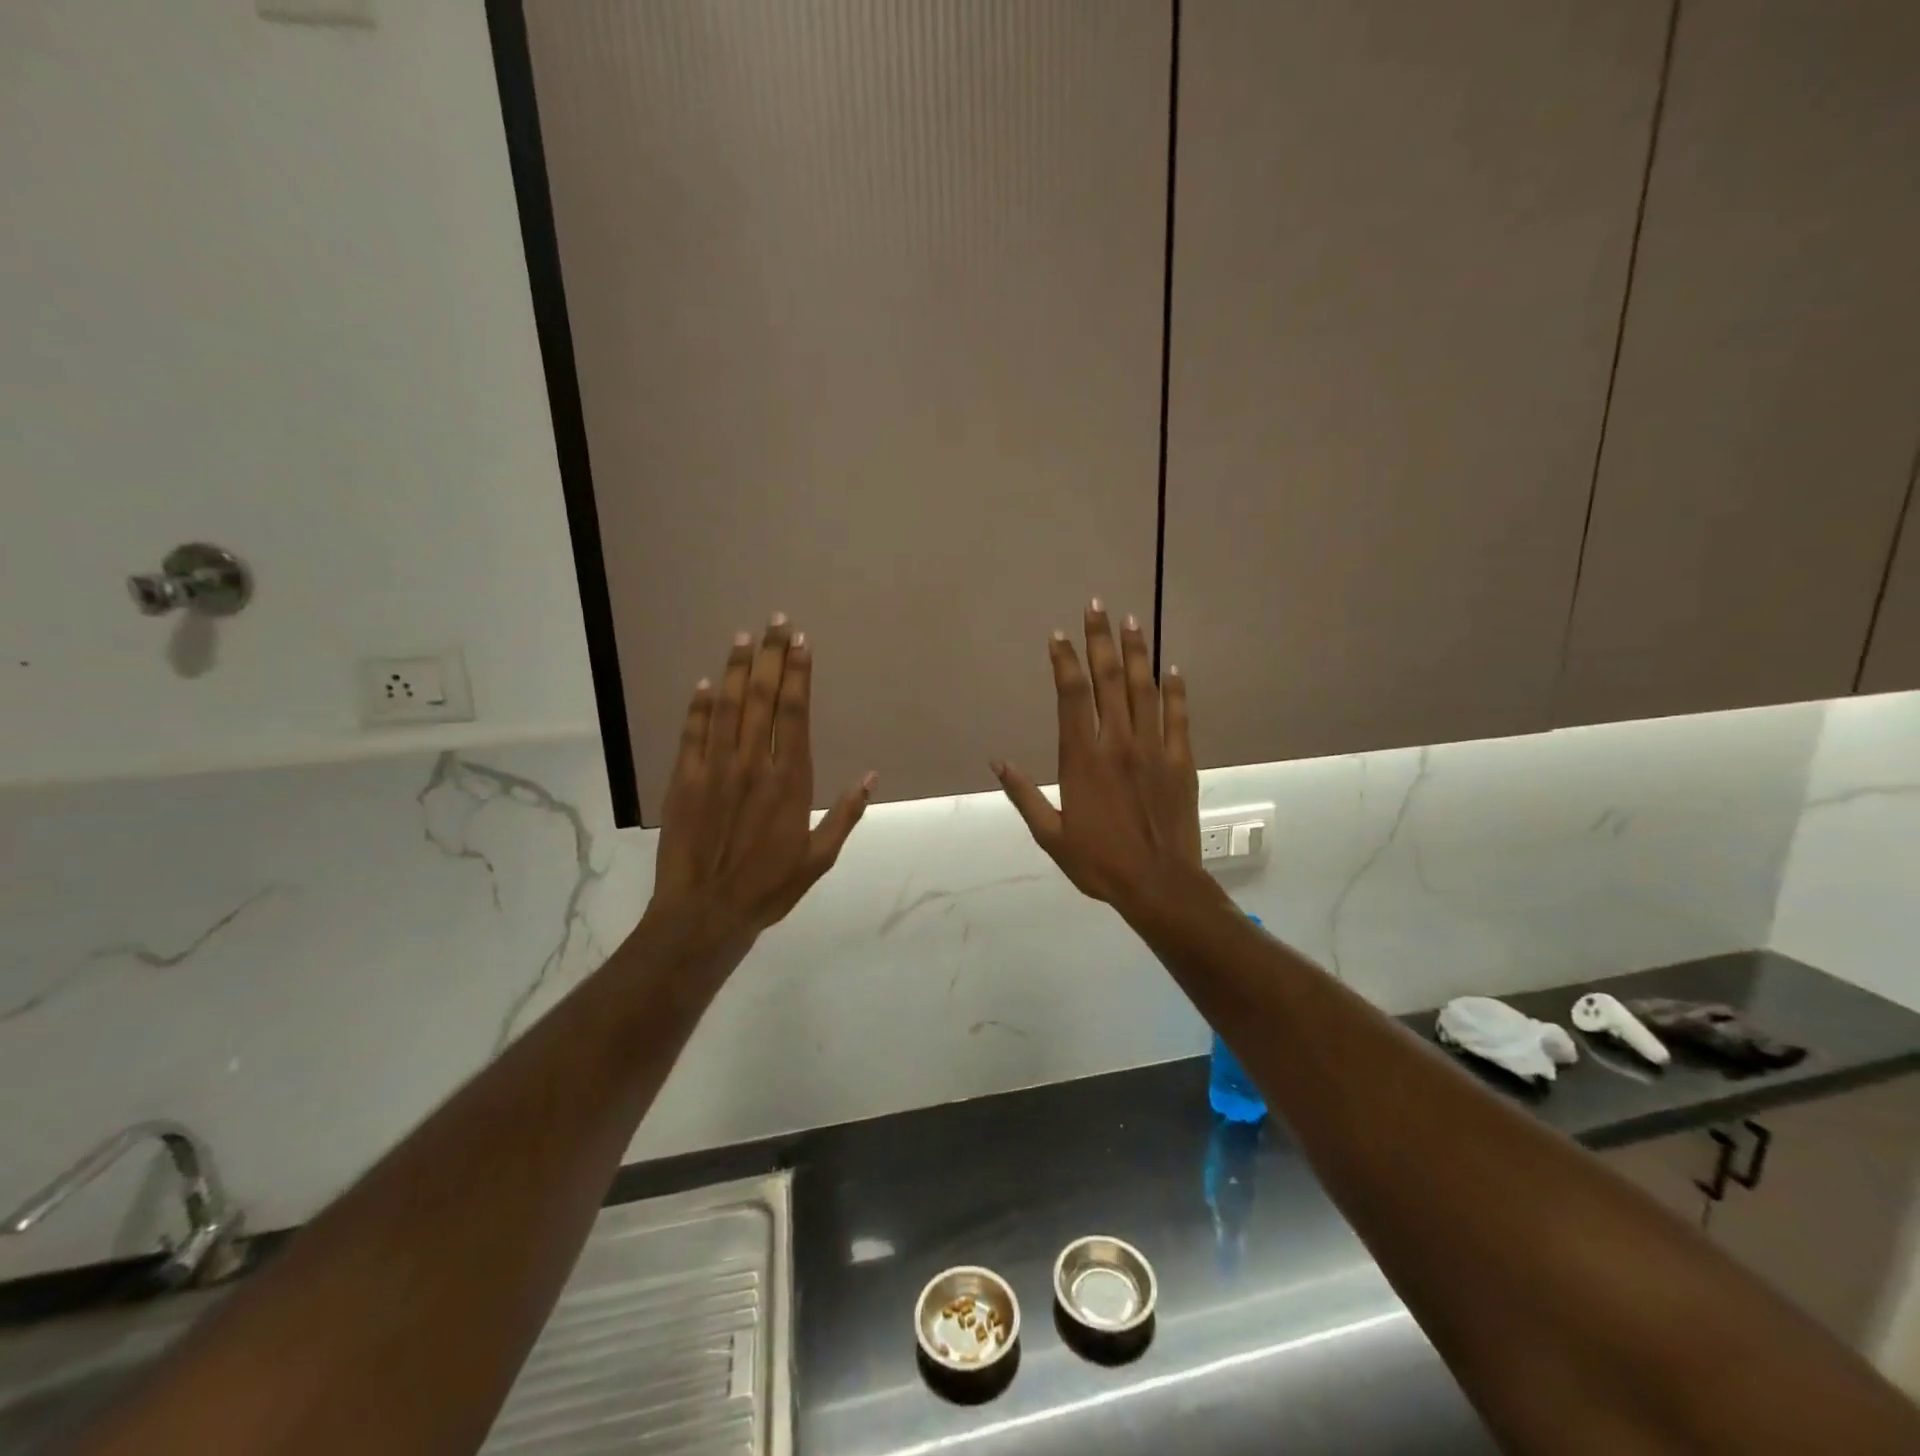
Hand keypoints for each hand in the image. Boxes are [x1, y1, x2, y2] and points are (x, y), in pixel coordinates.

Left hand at [649, 616, 874, 948]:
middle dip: (772, 657)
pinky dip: (699, 706)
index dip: (799, 674)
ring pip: (728, 707)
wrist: (706, 912)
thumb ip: (845, 815)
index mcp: (789, 781)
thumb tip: (871, 777)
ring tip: (744, 637)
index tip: (802, 643)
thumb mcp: (819, 858)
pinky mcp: (684, 780)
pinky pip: (693, 733)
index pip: (795, 713)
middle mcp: (753, 764)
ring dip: (737, 669)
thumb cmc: (769, 887)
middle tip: (777, 622)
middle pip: (764, 699)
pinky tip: (706, 682)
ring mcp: (715, 769)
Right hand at [993, 602, 1201, 915]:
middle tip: (1096, 606)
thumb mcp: (1050, 835)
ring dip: (1136, 652)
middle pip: (1108, 680)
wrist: (1158, 884)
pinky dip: (1175, 691)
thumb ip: (1023, 794)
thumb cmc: (1098, 862)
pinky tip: (1172, 669)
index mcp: (1082, 758)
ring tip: (1131, 621)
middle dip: (1100, 640)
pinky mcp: (1180, 761)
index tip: (1059, 636)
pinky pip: (1178, 717)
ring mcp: (1153, 748)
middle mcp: (1117, 742)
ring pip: (1144, 689)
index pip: (1072, 695)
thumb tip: (998, 761)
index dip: (1064, 661)